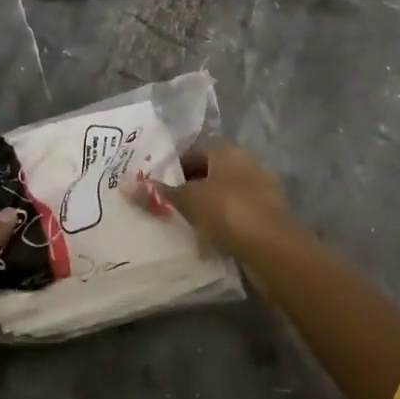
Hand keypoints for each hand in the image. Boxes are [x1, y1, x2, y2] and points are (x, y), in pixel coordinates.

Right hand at [139, 143, 289, 256]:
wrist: (273, 248)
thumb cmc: (227, 211)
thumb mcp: (187, 201)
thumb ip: (158, 194)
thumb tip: (126, 186)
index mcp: (227, 150)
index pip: (193, 153)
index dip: (173, 170)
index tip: (158, 189)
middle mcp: (247, 163)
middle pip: (210, 174)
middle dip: (190, 190)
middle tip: (168, 209)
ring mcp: (262, 189)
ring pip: (225, 196)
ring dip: (208, 209)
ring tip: (186, 227)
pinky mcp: (270, 216)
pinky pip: (238, 216)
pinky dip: (224, 225)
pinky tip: (211, 242)